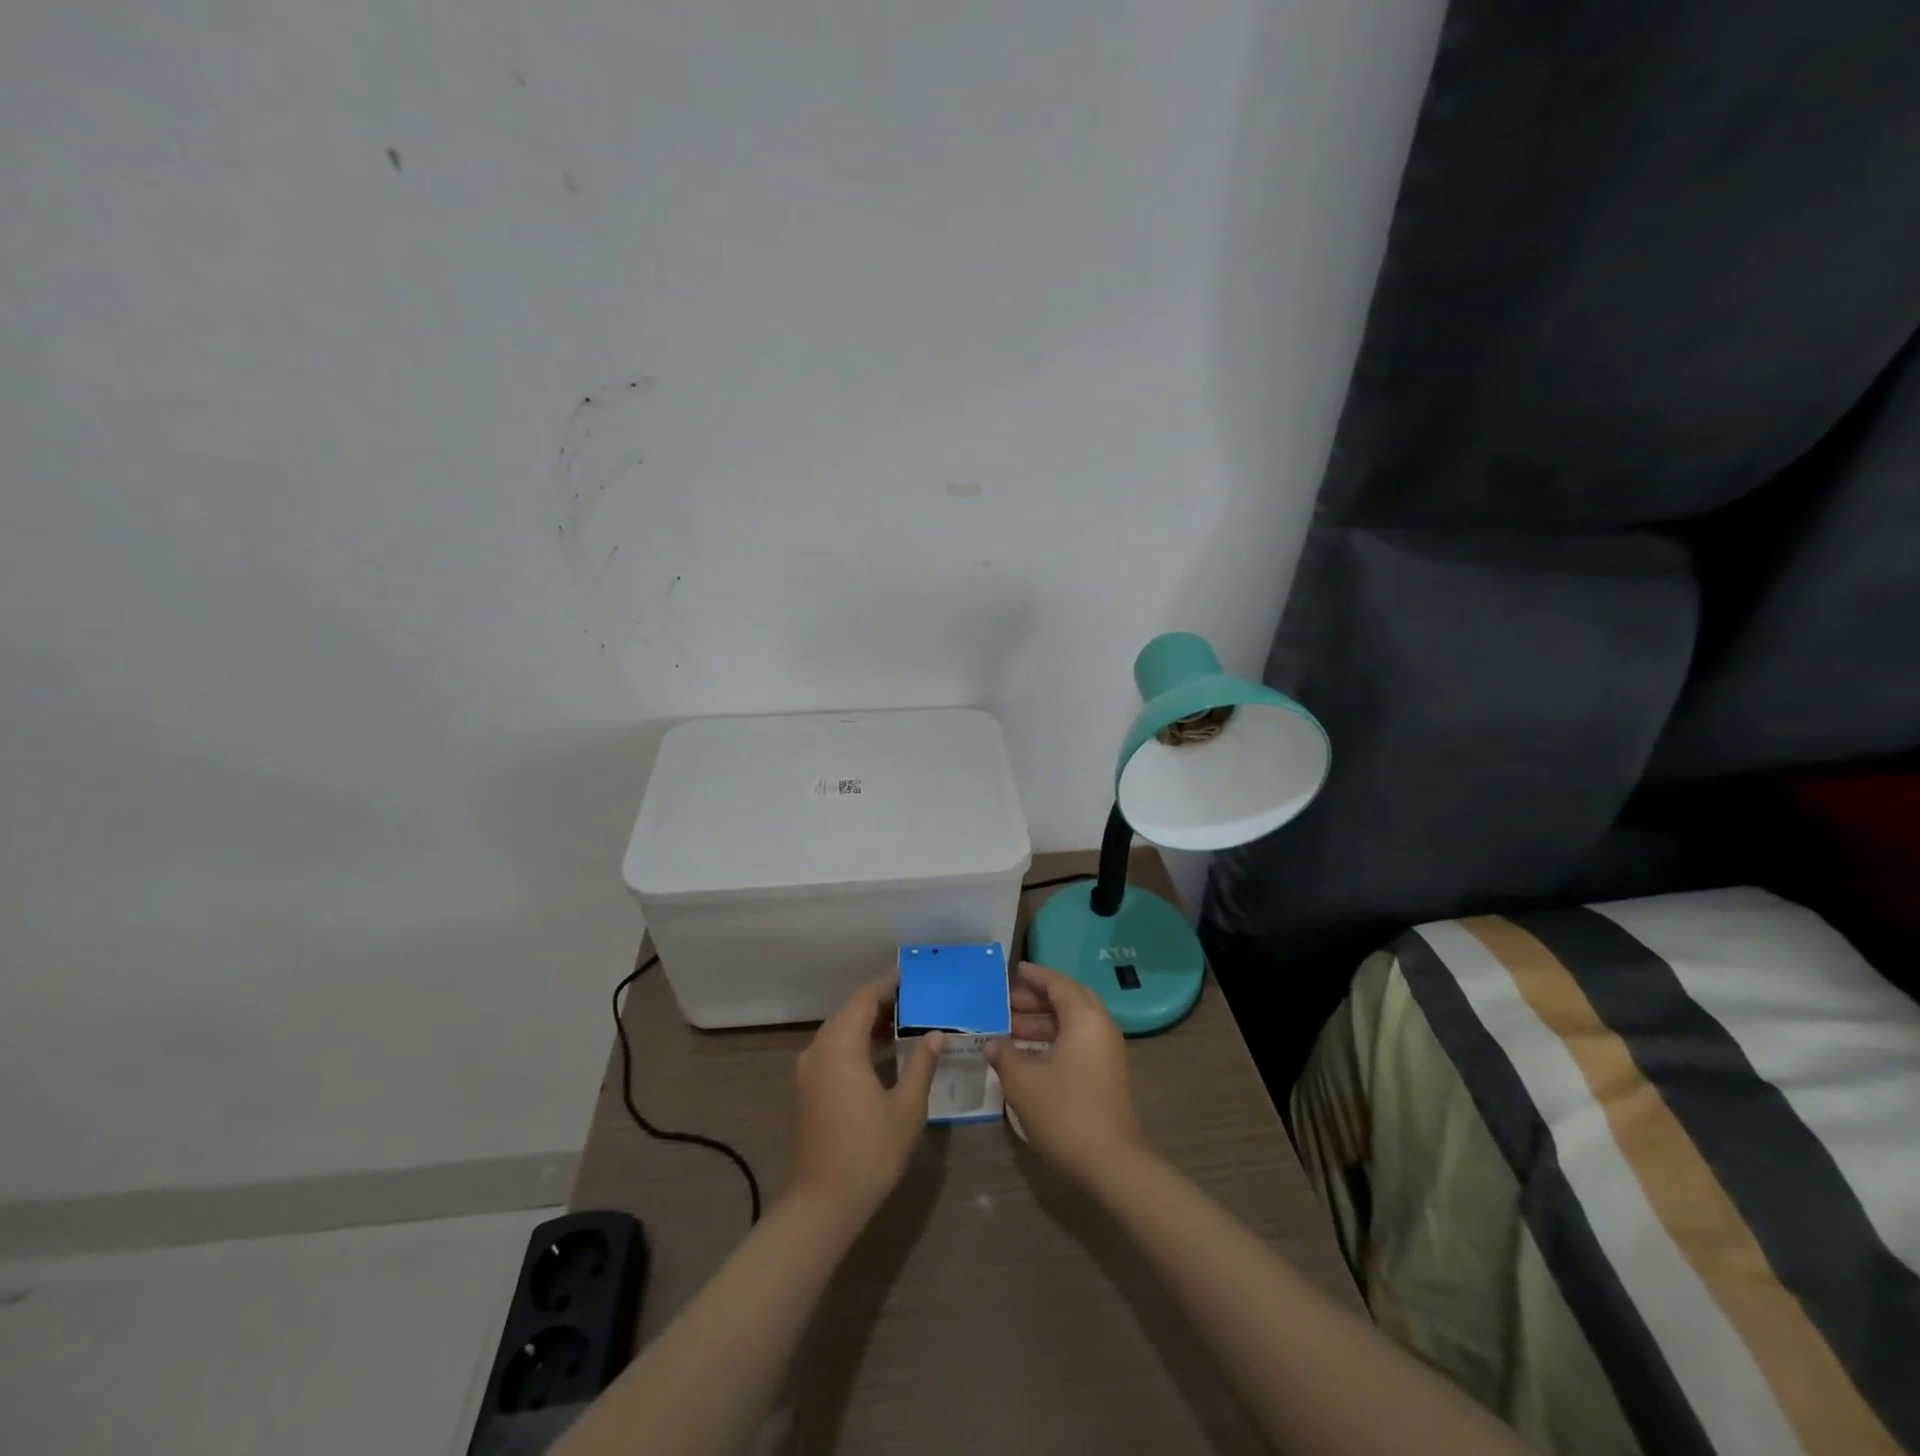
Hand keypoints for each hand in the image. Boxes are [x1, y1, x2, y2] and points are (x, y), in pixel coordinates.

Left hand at [789, 976, 941, 1219]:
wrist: (822, 1204)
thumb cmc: (869, 1151)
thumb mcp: (906, 1107)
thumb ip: (922, 1064)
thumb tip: (936, 1035)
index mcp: (840, 1046)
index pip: (865, 998)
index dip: (889, 982)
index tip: (914, 974)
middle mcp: (818, 1049)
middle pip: (850, 1010)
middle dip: (882, 1001)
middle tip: (917, 996)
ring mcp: (808, 1070)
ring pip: (841, 1030)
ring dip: (869, 1022)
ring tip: (906, 1019)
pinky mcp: (807, 1089)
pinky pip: (834, 1050)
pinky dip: (857, 1042)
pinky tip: (883, 1051)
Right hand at [986, 962, 1145, 1186]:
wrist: (1112, 1164)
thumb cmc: (1065, 1113)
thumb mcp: (1024, 1082)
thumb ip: (1005, 1055)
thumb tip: (991, 1042)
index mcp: (1084, 1018)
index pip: (1057, 982)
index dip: (1032, 976)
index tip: (1009, 972)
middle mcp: (1100, 1026)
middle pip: (1068, 999)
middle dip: (1036, 998)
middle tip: (1005, 1001)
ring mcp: (1107, 1051)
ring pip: (1073, 1022)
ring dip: (1043, 1022)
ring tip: (1008, 1029)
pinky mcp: (1107, 1073)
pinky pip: (1078, 1041)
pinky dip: (1054, 1039)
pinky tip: (1028, 1055)